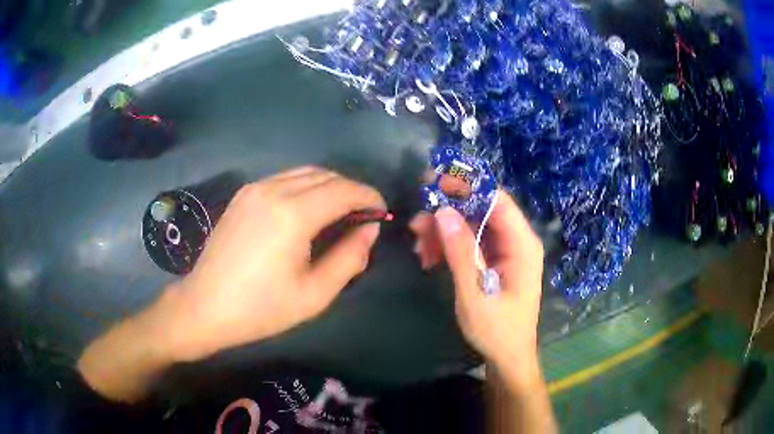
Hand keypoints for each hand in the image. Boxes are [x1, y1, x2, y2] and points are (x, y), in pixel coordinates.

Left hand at [161, 167, 385, 360]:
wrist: (205, 306)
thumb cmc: (261, 308)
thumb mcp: (314, 295)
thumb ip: (349, 258)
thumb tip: (369, 230)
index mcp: (293, 215)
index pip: (344, 190)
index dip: (369, 197)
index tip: (381, 213)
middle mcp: (274, 190)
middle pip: (326, 176)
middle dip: (351, 190)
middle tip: (363, 217)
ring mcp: (255, 188)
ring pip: (305, 173)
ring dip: (329, 186)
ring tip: (340, 212)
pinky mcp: (243, 194)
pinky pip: (285, 179)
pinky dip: (306, 187)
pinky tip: (308, 210)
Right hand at [409, 192, 544, 382]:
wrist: (508, 357)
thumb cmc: (496, 330)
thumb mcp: (475, 294)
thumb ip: (461, 253)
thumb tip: (443, 211)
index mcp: (522, 245)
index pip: (496, 200)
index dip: (466, 187)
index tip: (432, 184)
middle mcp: (517, 241)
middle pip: (481, 210)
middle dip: (448, 213)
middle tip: (416, 224)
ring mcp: (506, 250)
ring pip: (472, 225)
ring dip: (443, 231)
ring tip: (419, 247)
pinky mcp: (495, 260)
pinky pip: (470, 242)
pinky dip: (449, 245)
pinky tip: (429, 257)